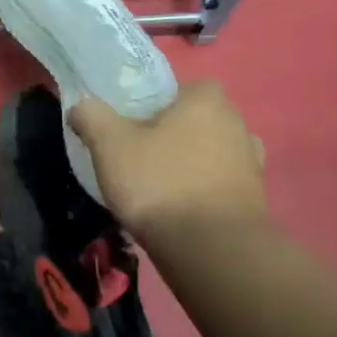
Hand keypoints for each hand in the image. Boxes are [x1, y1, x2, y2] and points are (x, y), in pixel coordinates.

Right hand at [70, 81, 266, 244]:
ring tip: (156, 186)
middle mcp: (237, 123)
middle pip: (194, 120)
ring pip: (209, 152)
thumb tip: (81, 105)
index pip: (179, 87)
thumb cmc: (158, 183)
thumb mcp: (109, 144)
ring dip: (187, 163)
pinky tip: (178, 208)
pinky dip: (201, 190)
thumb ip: (92, 116)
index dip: (152, 104)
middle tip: (137, 155)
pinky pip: (219, 183)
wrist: (211, 249)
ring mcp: (251, 162)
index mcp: (206, 100)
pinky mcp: (255, 198)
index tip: (129, 125)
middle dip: (169, 134)